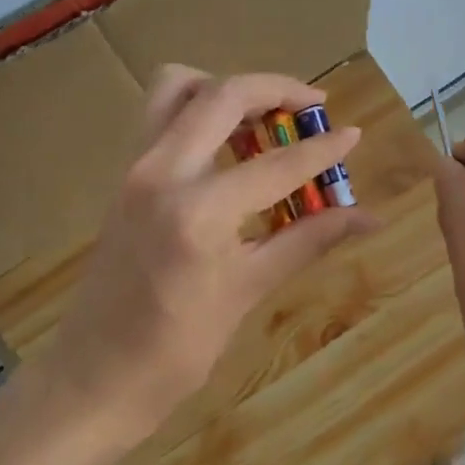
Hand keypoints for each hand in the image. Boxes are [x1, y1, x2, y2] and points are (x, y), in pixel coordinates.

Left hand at [42, 66, 378, 448]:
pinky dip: (199, 112)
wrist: (95, 376)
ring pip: (177, 89)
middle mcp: (161, 172)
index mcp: (198, 211)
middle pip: (221, 94)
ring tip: (266, 121)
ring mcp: (135, 170)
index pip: (276, 165)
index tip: (353, 135)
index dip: (322, 149)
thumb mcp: (248, 291)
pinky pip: (161, 117)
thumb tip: (368, 219)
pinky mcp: (124, 177)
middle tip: (312, 106)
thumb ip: (308, 241)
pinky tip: (230, 149)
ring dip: (227, 91)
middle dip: (274, 89)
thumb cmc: (176, 349)